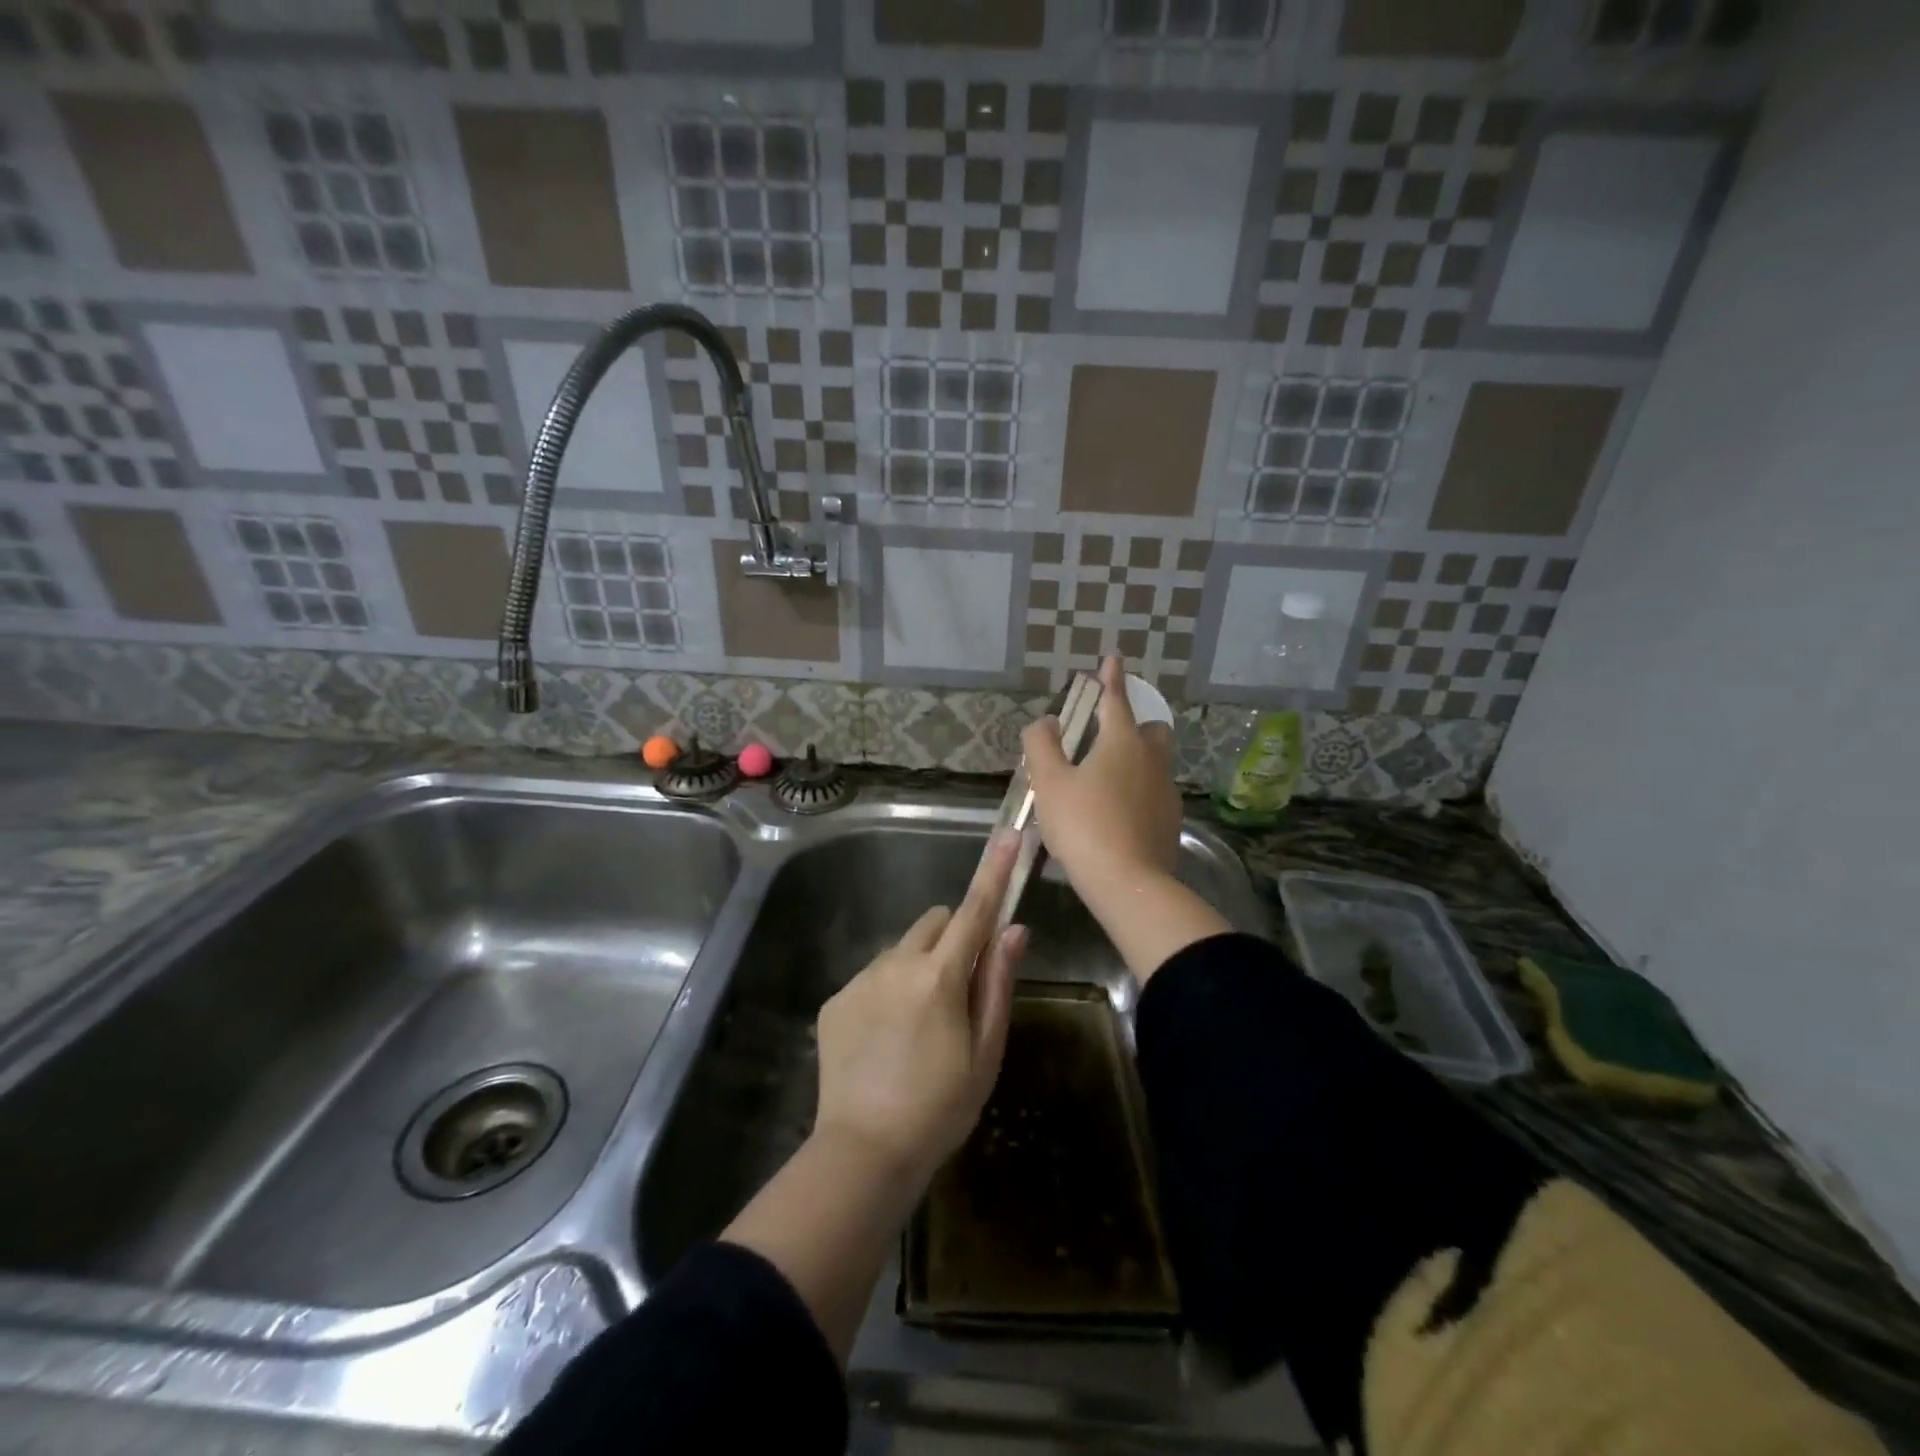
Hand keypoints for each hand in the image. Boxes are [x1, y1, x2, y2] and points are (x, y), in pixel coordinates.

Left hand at [813, 832, 1028, 1187]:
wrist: (864, 1153)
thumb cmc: (941, 1106)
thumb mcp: (986, 1050)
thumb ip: (997, 982)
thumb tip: (1014, 929)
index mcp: (940, 976)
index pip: (975, 910)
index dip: (994, 872)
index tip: (1008, 836)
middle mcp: (897, 963)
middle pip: (936, 922)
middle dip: (954, 937)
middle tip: (961, 988)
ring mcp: (861, 979)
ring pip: (903, 949)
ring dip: (920, 966)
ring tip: (920, 1027)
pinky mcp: (836, 999)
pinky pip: (874, 975)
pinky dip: (889, 989)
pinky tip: (887, 1039)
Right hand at [1022, 656, 1182, 894]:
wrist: (1127, 882)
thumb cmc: (1083, 824)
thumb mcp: (1049, 783)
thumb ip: (1042, 745)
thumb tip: (1046, 721)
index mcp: (1122, 742)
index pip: (1116, 700)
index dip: (1110, 678)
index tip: (1112, 658)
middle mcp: (1151, 760)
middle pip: (1149, 729)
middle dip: (1132, 723)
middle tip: (1107, 734)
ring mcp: (1166, 791)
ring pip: (1155, 762)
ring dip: (1136, 759)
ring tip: (1107, 779)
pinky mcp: (1171, 821)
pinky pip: (1155, 792)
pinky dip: (1139, 791)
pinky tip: (1119, 812)